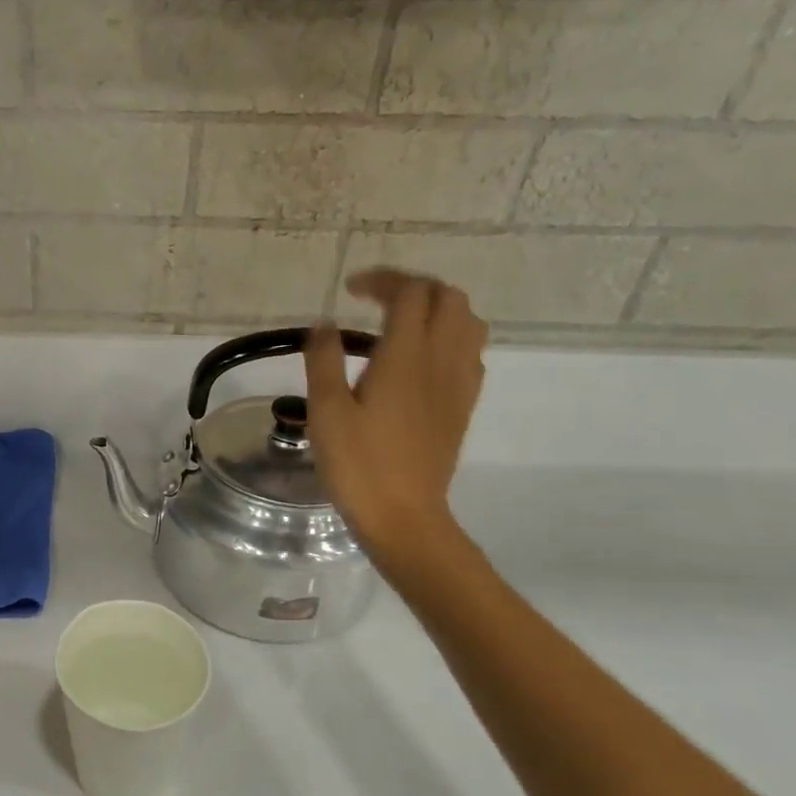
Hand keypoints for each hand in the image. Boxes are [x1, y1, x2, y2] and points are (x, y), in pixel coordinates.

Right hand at [305, 269, 488, 577]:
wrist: (403, 515)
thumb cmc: (358, 464)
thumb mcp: (325, 412)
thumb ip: (324, 360)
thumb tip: (325, 323)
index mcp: (405, 356)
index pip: (409, 293)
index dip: (383, 280)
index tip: (351, 290)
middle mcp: (441, 360)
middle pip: (448, 297)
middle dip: (414, 287)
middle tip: (377, 301)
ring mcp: (459, 383)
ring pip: (468, 321)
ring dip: (438, 309)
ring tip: (403, 323)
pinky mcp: (464, 405)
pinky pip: (471, 352)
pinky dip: (451, 337)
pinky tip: (422, 359)